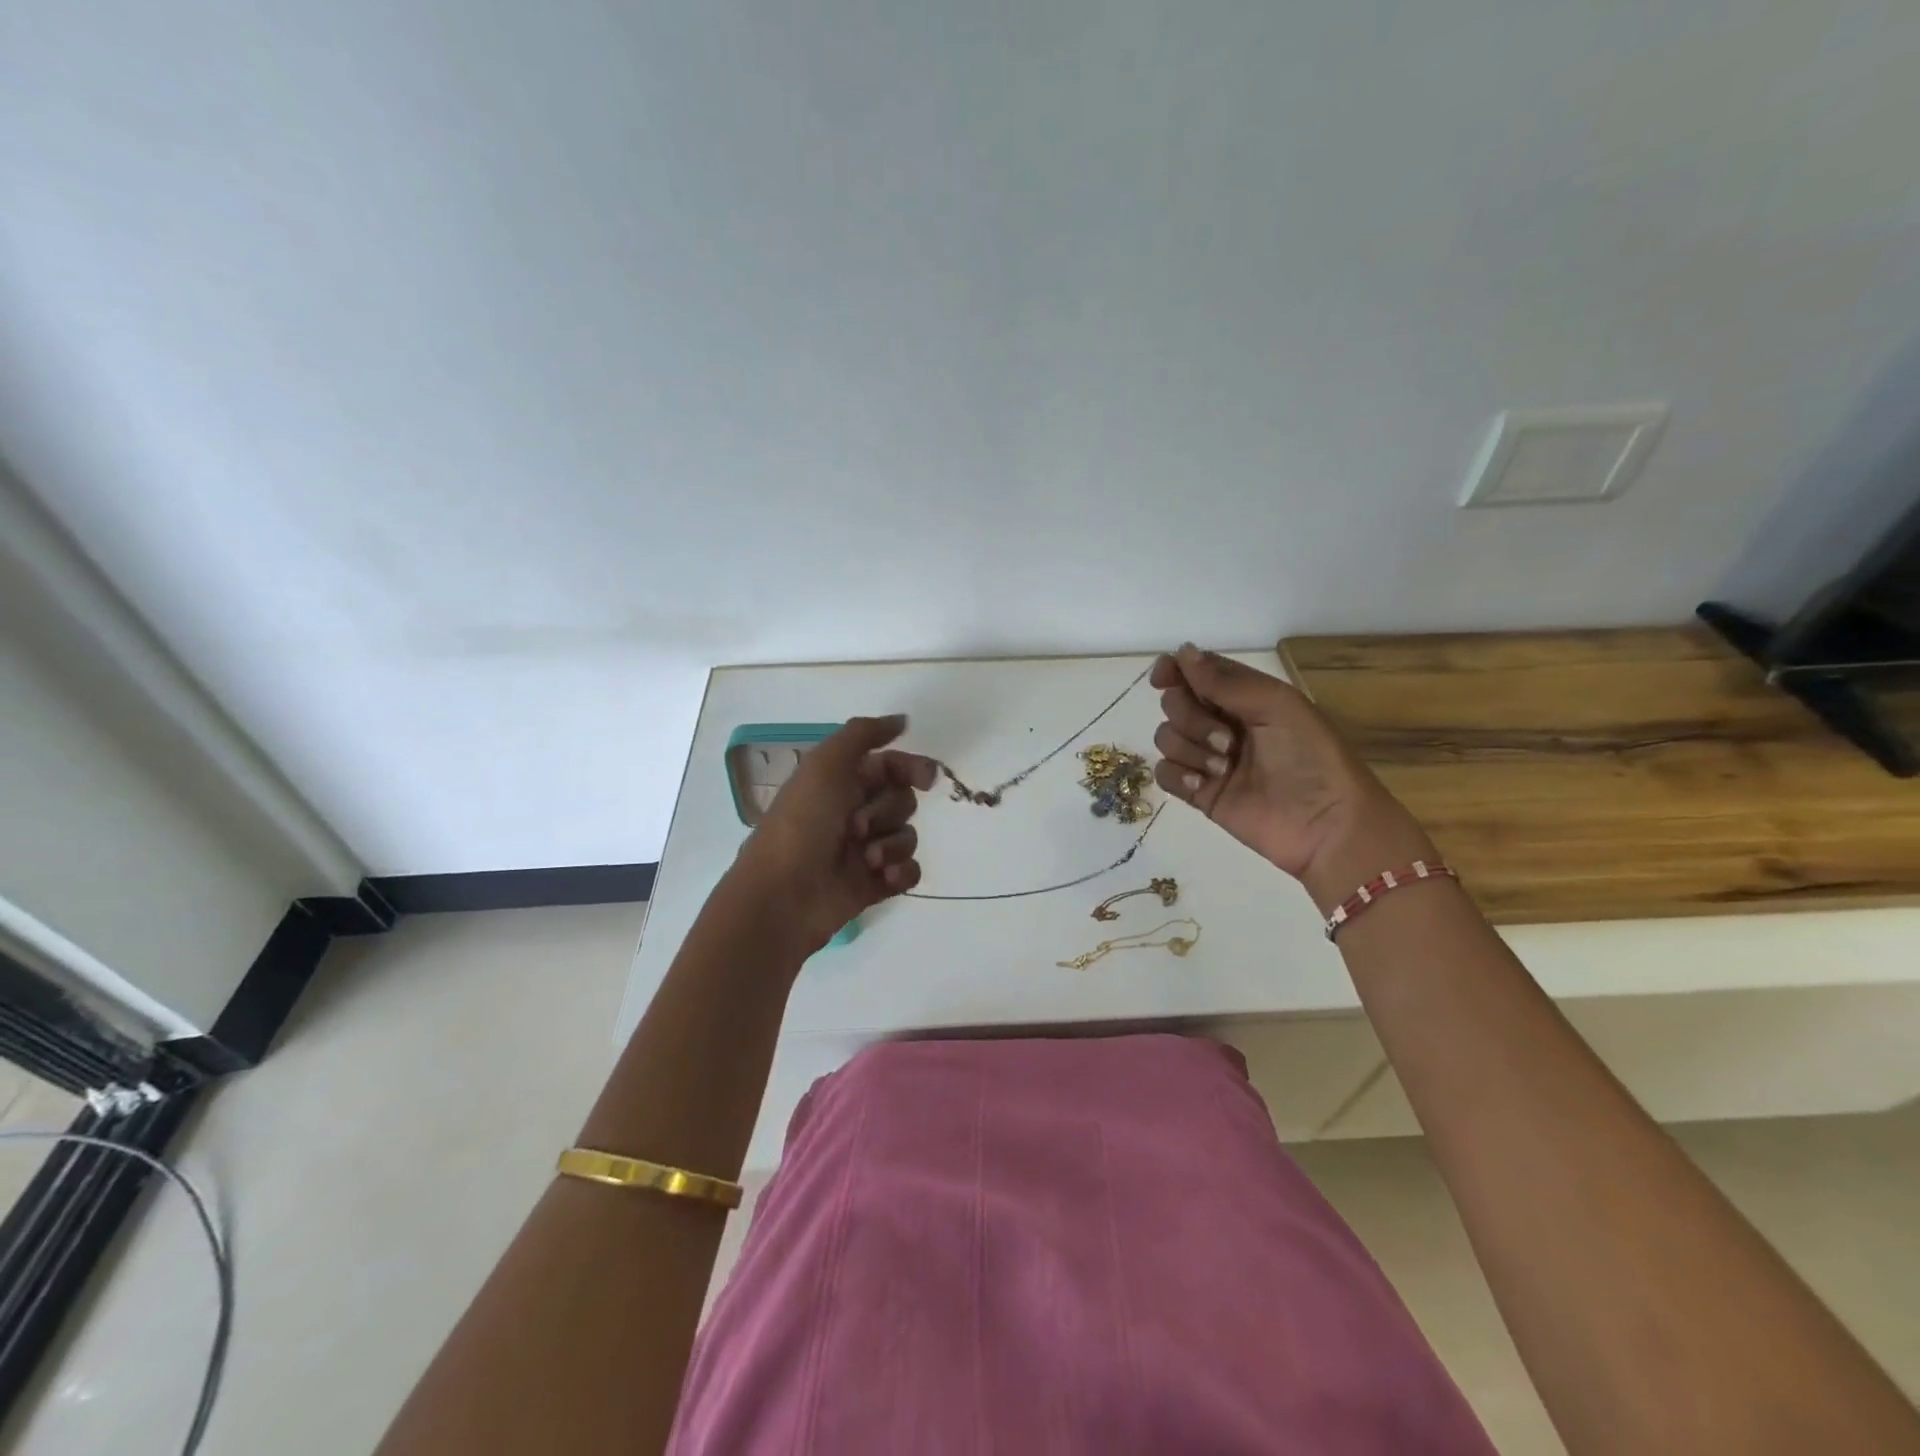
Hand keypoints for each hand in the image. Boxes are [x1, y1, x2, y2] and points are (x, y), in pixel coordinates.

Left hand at [732, 715, 937, 953]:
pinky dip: (902, 871)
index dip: (910, 767)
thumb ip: (863, 734)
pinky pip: (909, 870)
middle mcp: (854, 812)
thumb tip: (902, 720)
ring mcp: (865, 850)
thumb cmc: (801, 824)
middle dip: (889, 811)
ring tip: (867, 860)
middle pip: (903, 799)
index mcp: (840, 783)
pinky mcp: (874, 884)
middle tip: (858, 826)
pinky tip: (884, 878)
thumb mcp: (825, 764)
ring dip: (893, 844)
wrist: (782, 897)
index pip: (890, 766)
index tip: (924, 777)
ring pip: (908, 835)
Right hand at [1151, 644, 1434, 910]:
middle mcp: (1221, 722)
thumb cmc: (1311, 757)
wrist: (1325, 825)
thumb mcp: (1276, 706)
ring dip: (1190, 749)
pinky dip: (1178, 776)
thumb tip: (1182, 651)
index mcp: (1244, 697)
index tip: (1164, 678)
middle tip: (1228, 741)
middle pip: (1174, 703)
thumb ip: (1226, 681)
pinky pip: (1165, 773)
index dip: (1174, 670)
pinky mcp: (1199, 792)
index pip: (1196, 672)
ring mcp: (1208, 758)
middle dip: (1191, 718)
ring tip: (1224, 769)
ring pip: (1166, 737)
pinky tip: (1202, 787)